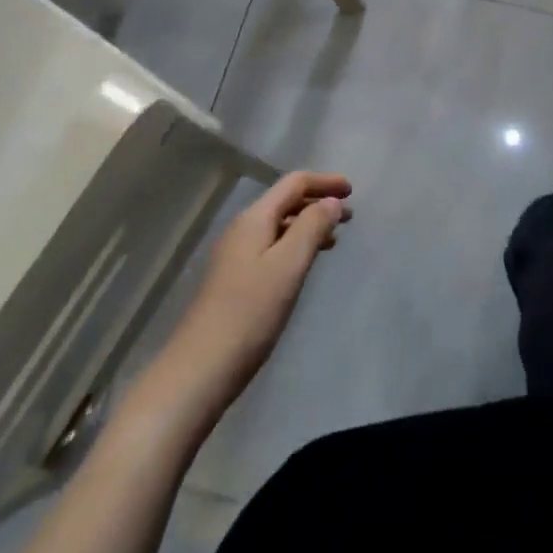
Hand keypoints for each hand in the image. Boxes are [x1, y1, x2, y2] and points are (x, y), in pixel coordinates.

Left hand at [167, 172, 351, 403]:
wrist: (200, 369)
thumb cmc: (249, 312)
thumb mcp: (288, 265)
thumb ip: (312, 227)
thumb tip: (331, 201)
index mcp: (254, 219)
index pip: (293, 184)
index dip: (324, 182)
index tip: (353, 191)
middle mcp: (242, 230)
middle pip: (285, 202)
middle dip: (318, 203)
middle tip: (350, 216)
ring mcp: (236, 256)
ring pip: (279, 227)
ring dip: (308, 225)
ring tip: (335, 239)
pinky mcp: (235, 281)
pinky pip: (272, 248)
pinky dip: (295, 246)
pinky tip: (305, 265)